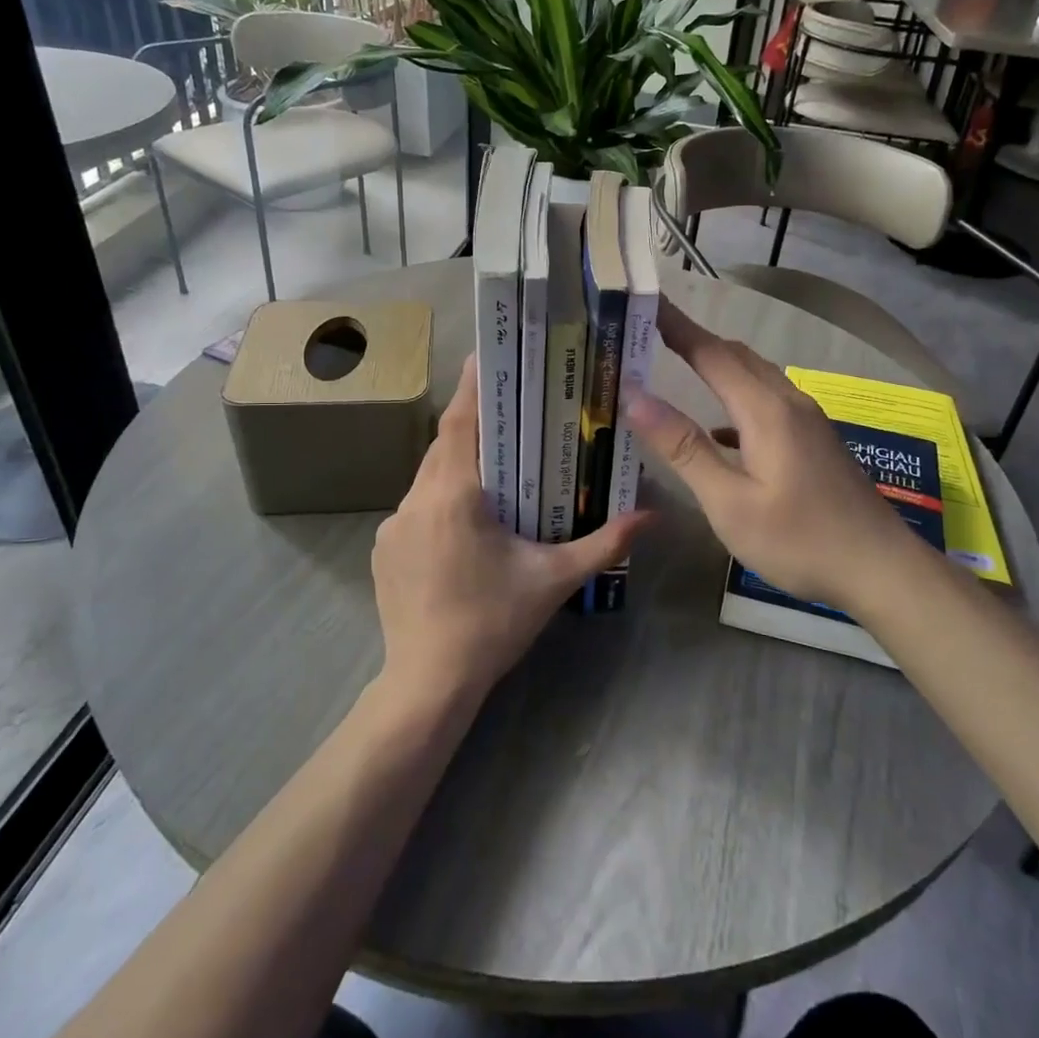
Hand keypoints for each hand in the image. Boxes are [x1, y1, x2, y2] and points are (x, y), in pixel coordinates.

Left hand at [372, 355, 645, 710]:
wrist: (428, 682)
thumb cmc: (493, 623)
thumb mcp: (554, 579)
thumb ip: (605, 543)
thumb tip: (654, 515)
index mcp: (455, 496)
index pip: (459, 424)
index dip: (471, 388)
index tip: (485, 355)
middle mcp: (417, 500)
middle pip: (443, 445)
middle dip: (471, 422)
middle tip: (506, 407)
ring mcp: (394, 525)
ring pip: (428, 475)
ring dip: (457, 462)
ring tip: (493, 462)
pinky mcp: (384, 548)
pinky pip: (416, 505)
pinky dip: (441, 496)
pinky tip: (465, 518)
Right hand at [626, 298, 918, 616]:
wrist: (881, 569)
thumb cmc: (799, 540)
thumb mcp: (730, 503)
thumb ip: (683, 448)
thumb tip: (635, 397)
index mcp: (766, 410)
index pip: (711, 353)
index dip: (675, 326)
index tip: (645, 301)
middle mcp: (789, 402)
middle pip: (736, 356)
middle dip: (694, 339)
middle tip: (652, 333)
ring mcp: (808, 421)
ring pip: (756, 376)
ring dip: (718, 365)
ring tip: (680, 367)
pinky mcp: (815, 441)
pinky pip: (768, 402)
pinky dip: (737, 399)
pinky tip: (721, 430)